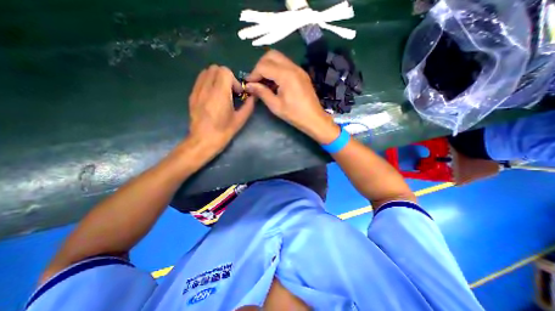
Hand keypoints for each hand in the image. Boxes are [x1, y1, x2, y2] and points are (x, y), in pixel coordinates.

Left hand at [187, 64, 253, 155]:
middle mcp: (206, 88)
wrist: (203, 140)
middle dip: (226, 77)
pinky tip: (213, 96)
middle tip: (230, 92)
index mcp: (220, 94)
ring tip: (221, 92)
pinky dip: (208, 82)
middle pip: (215, 68)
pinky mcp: (192, 95)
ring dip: (216, 78)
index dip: (234, 80)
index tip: (237, 94)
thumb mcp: (240, 120)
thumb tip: (254, 96)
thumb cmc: (223, 131)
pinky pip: (200, 80)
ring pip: (206, 72)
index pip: (225, 71)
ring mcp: (197, 91)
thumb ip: (249, 106)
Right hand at [246, 50, 338, 144]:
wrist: (314, 118)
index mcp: (286, 75)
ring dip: (268, 66)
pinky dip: (277, 69)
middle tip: (256, 80)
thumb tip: (249, 85)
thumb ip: (262, 92)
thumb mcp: (275, 106)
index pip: (264, 66)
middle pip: (271, 55)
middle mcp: (293, 67)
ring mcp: (299, 69)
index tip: (249, 84)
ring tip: (264, 82)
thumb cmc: (294, 115)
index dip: (253, 74)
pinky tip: (275, 83)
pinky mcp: (301, 73)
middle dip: (260, 65)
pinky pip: (286, 64)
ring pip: (279, 58)